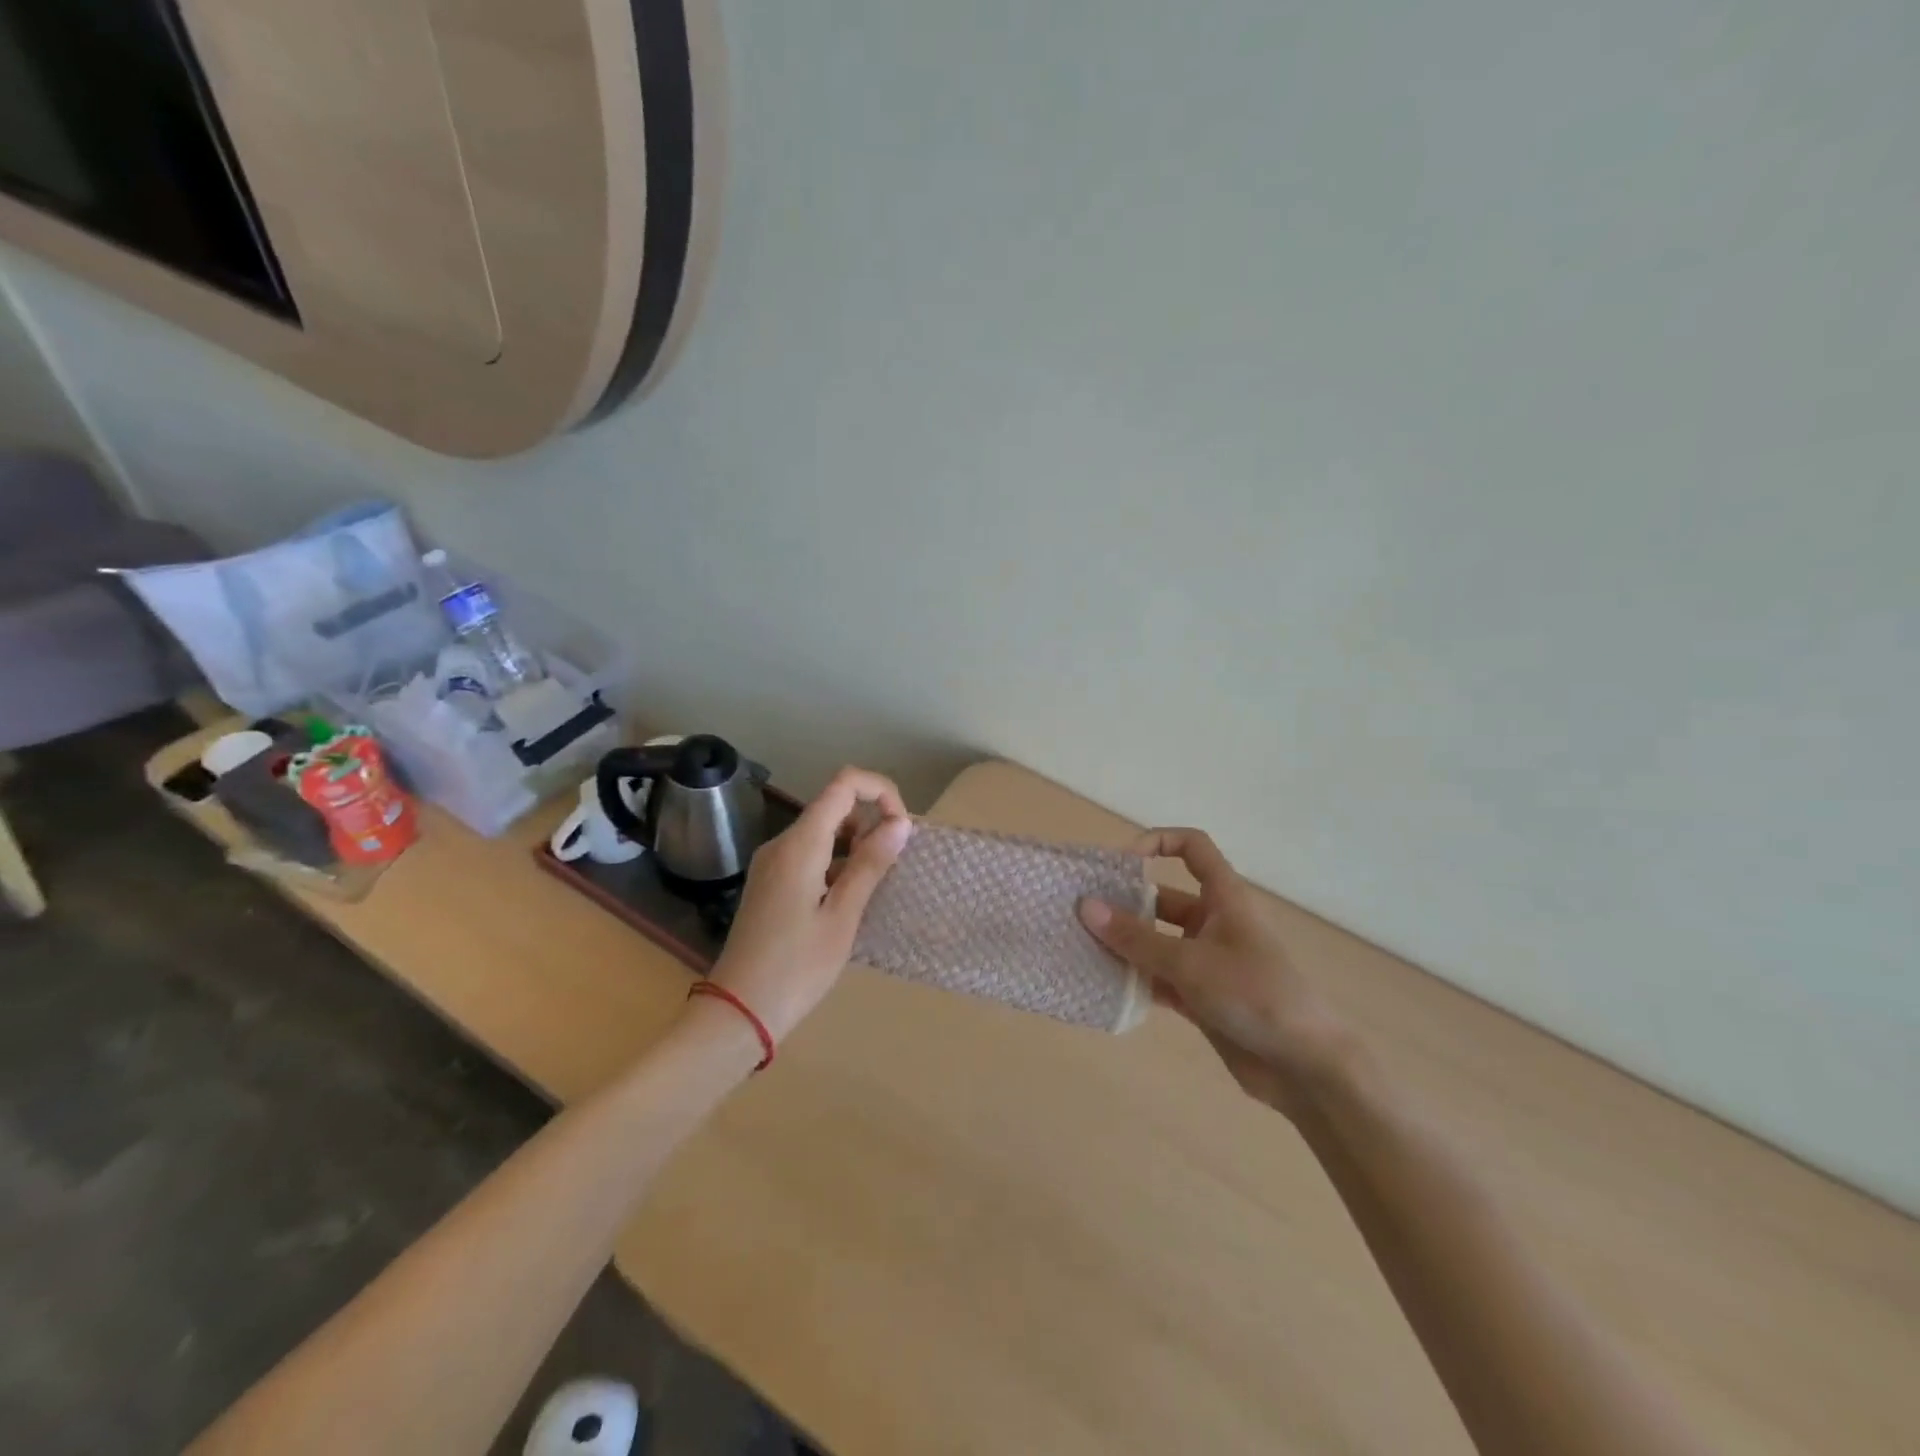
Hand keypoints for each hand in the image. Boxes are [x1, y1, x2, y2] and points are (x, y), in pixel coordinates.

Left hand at [706, 767, 912, 1044]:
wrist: (738, 1011)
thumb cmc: (797, 967)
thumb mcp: (843, 917)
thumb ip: (870, 864)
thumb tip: (901, 823)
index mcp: (800, 844)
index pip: (844, 784)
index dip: (880, 791)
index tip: (902, 828)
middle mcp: (782, 843)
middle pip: (833, 804)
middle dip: (871, 820)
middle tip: (895, 861)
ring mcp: (773, 863)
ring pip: (823, 830)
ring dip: (856, 843)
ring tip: (878, 882)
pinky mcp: (771, 882)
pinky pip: (810, 854)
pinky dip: (837, 862)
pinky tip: (851, 897)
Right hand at [1079, 829, 1353, 1117]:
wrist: (1306, 1068)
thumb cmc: (1254, 995)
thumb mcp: (1190, 963)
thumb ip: (1135, 938)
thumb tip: (1085, 905)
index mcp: (1223, 898)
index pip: (1192, 848)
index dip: (1157, 842)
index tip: (1119, 863)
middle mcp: (1213, 922)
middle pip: (1161, 899)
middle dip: (1123, 903)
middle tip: (1078, 913)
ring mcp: (1206, 961)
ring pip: (1155, 941)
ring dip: (1123, 945)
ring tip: (1079, 947)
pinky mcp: (1200, 996)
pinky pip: (1158, 977)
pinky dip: (1134, 979)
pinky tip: (1102, 985)